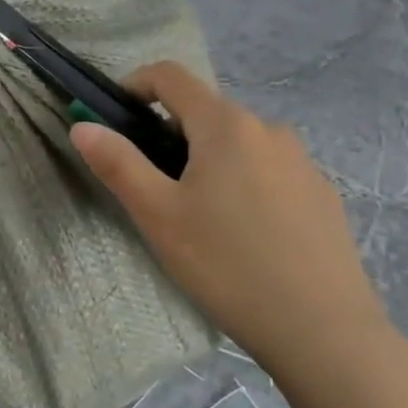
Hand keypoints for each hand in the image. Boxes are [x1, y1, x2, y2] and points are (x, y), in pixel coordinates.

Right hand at [70, 61, 395, 382]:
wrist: (325, 332)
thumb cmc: (228, 265)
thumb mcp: (158, 215)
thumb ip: (117, 163)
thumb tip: (83, 126)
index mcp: (226, 125)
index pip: (171, 76)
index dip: (134, 86)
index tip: (115, 120)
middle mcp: (269, 129)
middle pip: (205, 112)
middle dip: (170, 135)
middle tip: (154, 189)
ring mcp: (302, 161)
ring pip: (238, 144)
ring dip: (208, 161)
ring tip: (199, 219)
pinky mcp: (322, 194)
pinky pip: (269, 170)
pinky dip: (243, 183)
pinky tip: (244, 236)